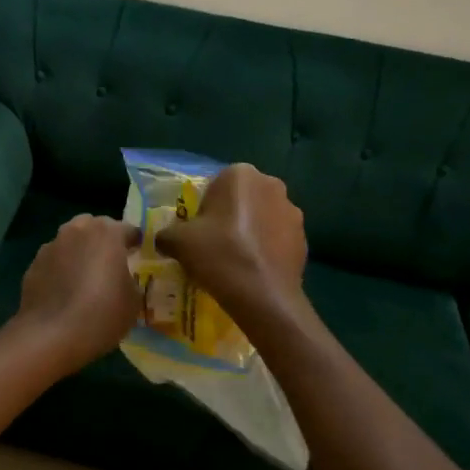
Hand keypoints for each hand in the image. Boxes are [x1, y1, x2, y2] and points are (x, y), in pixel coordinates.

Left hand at [13, 215, 142, 367]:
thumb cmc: (101, 314)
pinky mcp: (34, 263)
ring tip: (85, 275)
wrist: (50, 335)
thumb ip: (131, 280)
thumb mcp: (133, 301)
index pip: (127, 229)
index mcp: (106, 234)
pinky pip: (54, 259)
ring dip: (80, 251)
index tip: (138, 253)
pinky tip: (64, 289)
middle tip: (111, 261)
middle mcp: (77, 230)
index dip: (134, 241)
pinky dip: (61, 267)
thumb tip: (122, 278)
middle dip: (103, 240)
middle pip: (94, 226)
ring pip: (71, 240)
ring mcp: (52, 245)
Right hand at [156, 163, 306, 315]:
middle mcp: (271, 185)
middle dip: (231, 215)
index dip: (205, 207)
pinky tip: (253, 270)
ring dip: (251, 230)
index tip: (199, 229)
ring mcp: (292, 212)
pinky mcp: (305, 238)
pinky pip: (278, 238)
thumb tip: (164, 239)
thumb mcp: (178, 242)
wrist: (263, 295)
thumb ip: (167, 233)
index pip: (216, 184)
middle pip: (242, 198)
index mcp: (240, 175)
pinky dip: (267, 248)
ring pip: (263, 217)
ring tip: (236, 259)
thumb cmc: (219, 254)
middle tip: (214, 242)